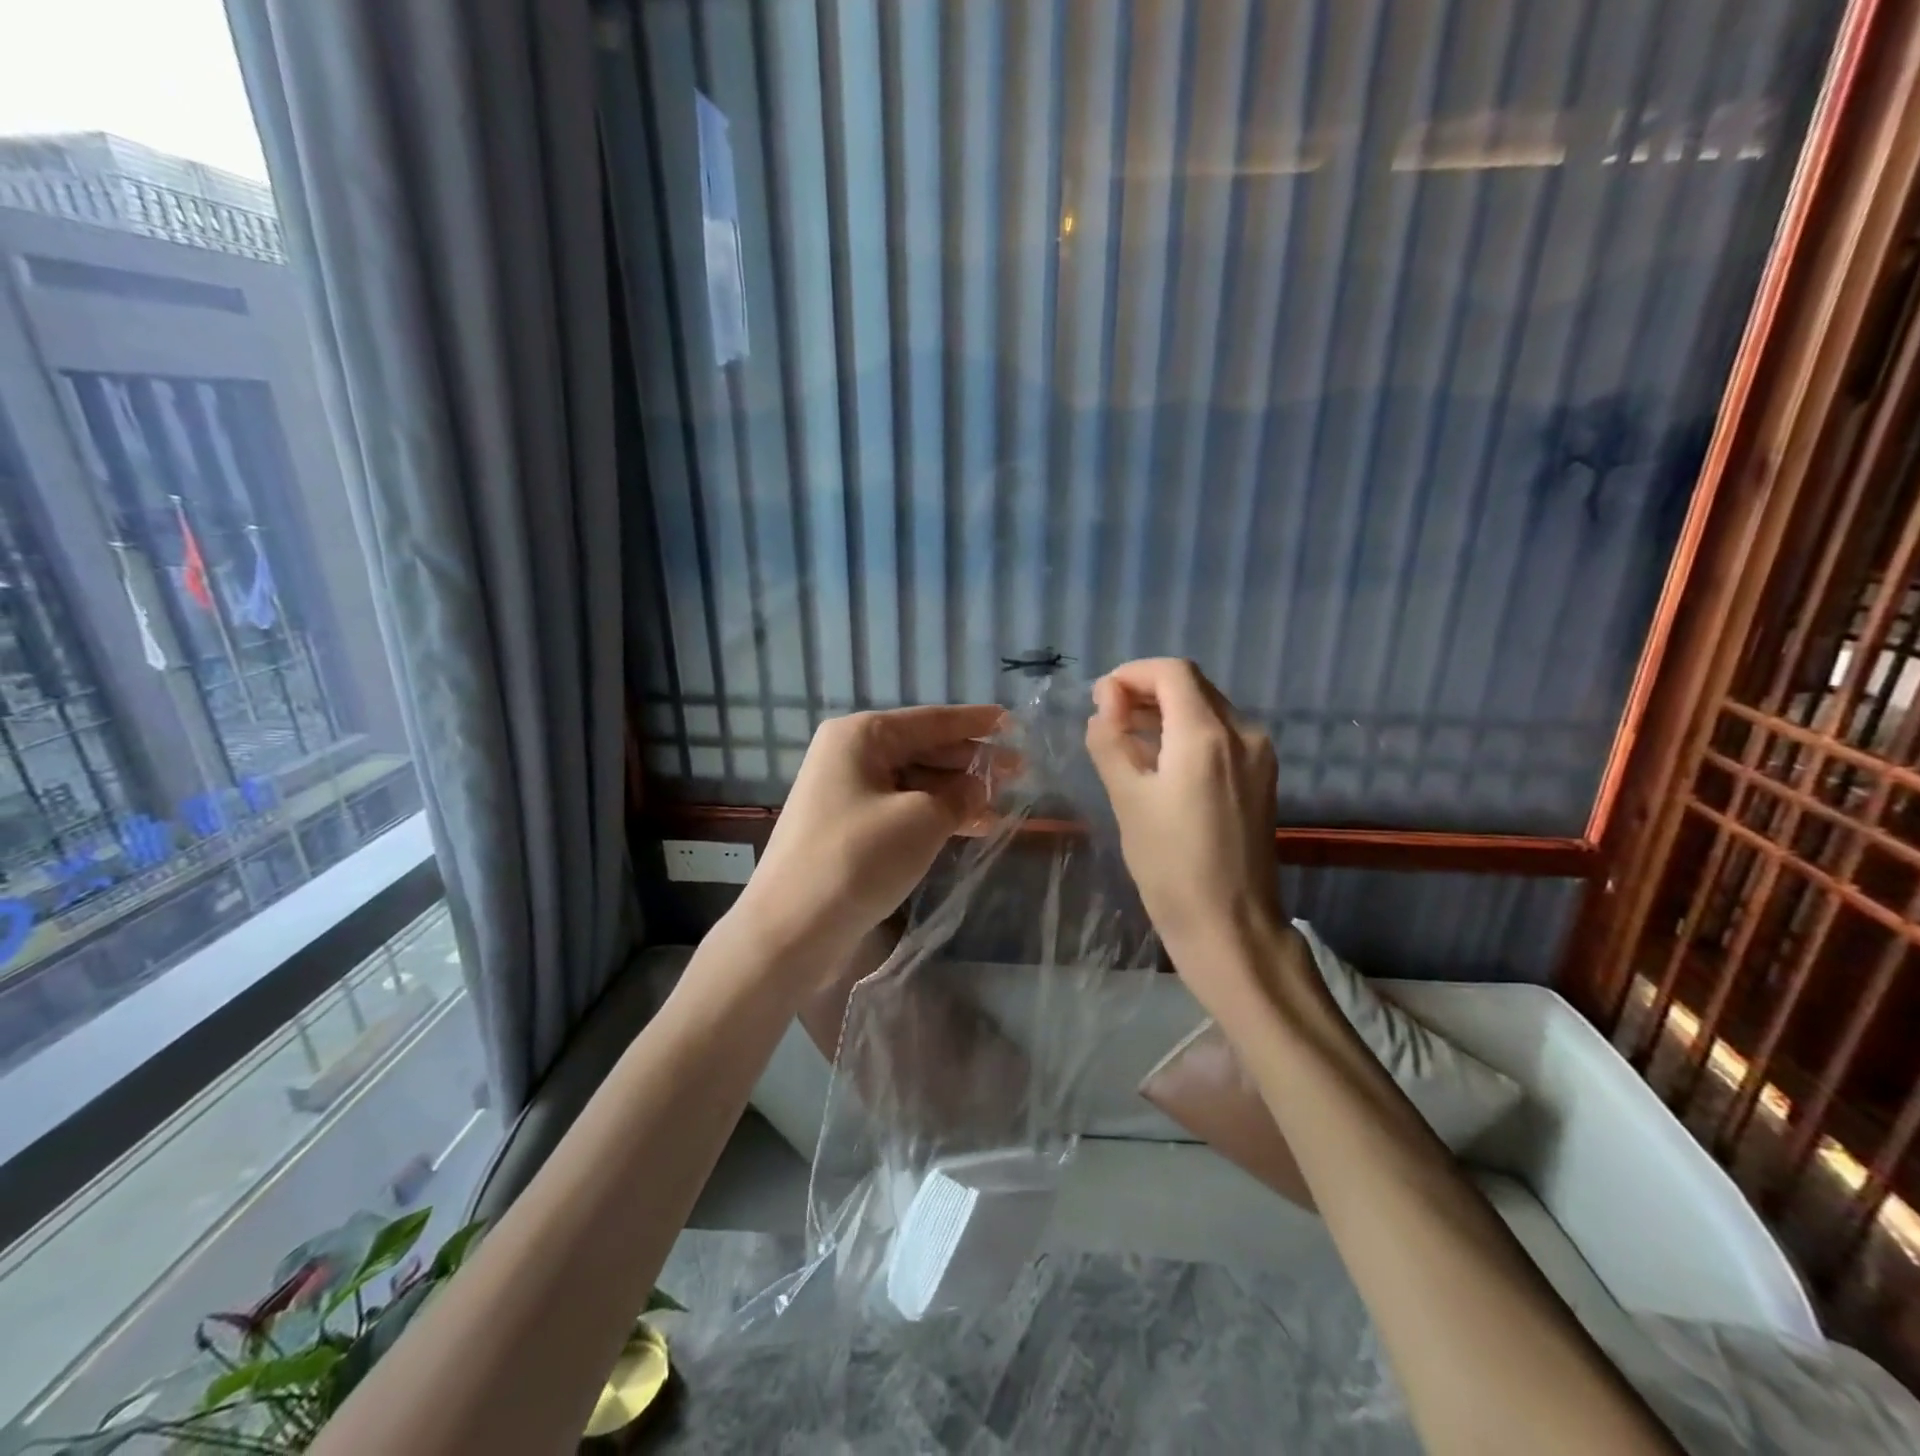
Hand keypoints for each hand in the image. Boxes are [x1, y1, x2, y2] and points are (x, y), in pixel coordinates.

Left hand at [735, 704, 1006, 967]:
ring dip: (958, 792)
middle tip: (1020, 770)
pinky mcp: (850, 829)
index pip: (932, 720)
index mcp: (862, 735)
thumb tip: (980, 786)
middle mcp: (851, 755)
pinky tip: (973, 826)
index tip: (1014, 722)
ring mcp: (848, 794)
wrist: (792, 929)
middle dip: (971, 761)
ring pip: (916, 782)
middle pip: (924, 749)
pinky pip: (903, 809)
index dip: (976, 723)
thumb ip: (960, 795)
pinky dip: (937, 815)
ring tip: (1005, 802)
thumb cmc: (858, 858)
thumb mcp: (922, 819)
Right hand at [1084, 659, 1287, 1006]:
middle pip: (1192, 686)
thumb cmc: (1169, 864)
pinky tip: (1161, 760)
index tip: (1099, 698)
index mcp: (1207, 735)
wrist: (1230, 925)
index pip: (1172, 672)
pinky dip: (1188, 733)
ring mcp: (1259, 755)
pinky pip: (1221, 735)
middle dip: (1146, 690)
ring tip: (1126, 737)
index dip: (1131, 674)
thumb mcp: (1127, 799)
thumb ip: (1111, 740)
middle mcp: (1243, 733)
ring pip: (1208, 708)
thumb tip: (1105, 703)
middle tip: (1106, 717)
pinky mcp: (1262, 777)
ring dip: (1166, 711)